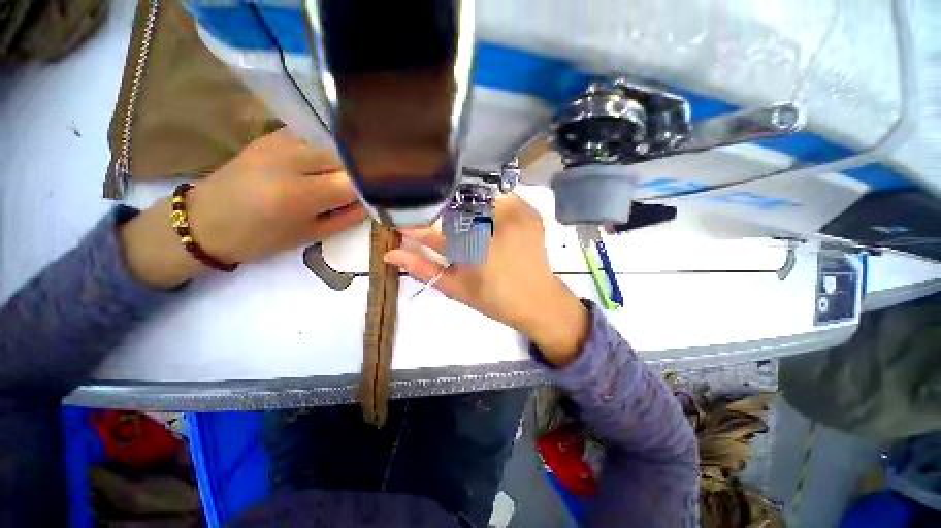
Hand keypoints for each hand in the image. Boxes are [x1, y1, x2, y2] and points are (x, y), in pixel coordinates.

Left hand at [121, 128, 367, 287]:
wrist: (205, 221)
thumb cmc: (260, 238)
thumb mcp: (311, 235)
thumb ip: (347, 218)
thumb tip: (373, 202)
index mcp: (298, 194)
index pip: (353, 181)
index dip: (374, 186)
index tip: (387, 192)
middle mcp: (289, 160)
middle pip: (344, 156)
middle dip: (362, 170)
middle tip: (372, 183)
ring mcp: (278, 142)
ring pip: (331, 143)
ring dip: (347, 158)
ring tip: (354, 172)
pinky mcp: (271, 134)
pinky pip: (314, 136)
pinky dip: (328, 148)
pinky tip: (329, 161)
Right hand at [384, 195, 589, 365]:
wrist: (538, 301)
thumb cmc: (495, 299)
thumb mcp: (455, 287)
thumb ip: (423, 268)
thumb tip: (390, 254)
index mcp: (475, 245)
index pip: (435, 225)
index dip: (417, 223)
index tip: (405, 223)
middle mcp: (496, 223)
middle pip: (456, 203)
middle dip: (439, 210)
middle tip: (430, 219)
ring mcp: (517, 213)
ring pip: (478, 193)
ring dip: (462, 203)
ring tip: (458, 220)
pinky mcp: (530, 210)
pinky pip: (500, 194)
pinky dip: (485, 201)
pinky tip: (479, 215)